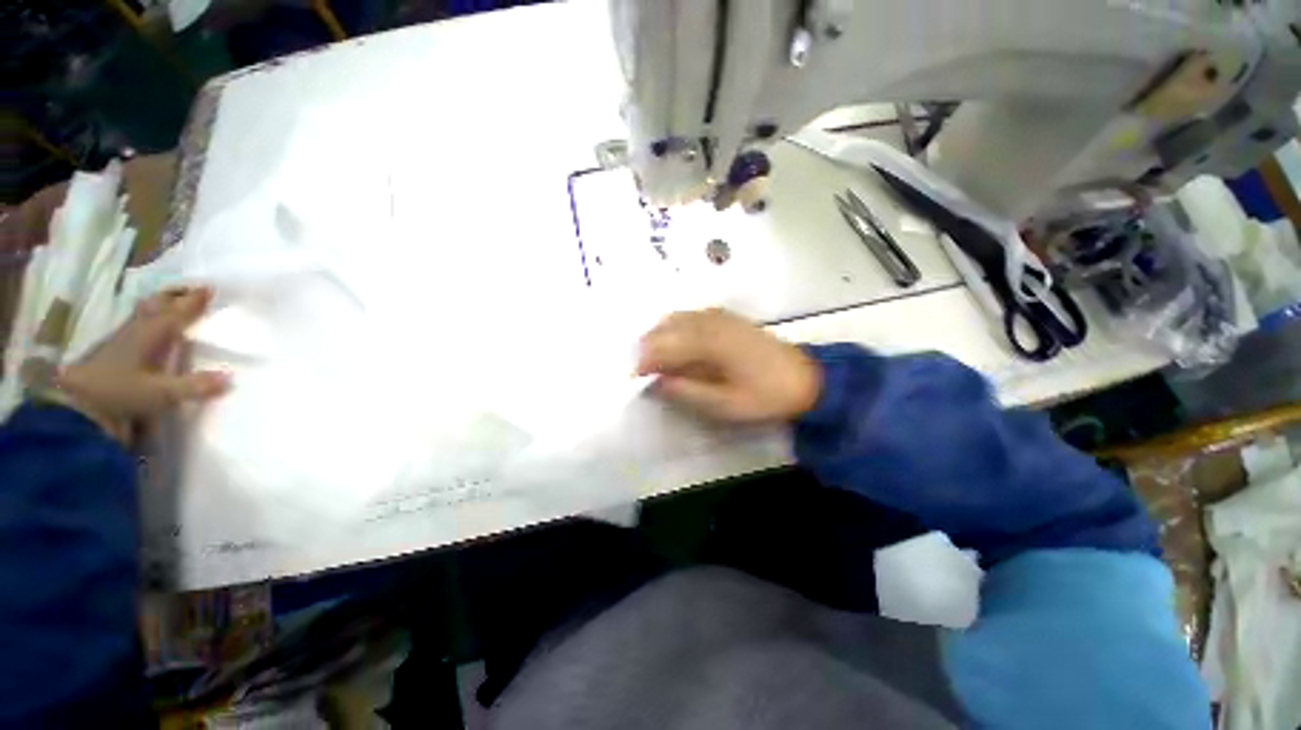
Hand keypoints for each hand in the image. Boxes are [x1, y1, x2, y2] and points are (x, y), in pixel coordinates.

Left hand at [53, 286, 229, 439]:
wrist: (75, 407)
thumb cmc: (118, 394)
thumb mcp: (159, 394)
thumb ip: (193, 386)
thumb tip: (230, 378)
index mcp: (151, 335)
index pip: (176, 313)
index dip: (193, 301)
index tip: (209, 288)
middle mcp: (137, 331)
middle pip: (157, 307)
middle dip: (174, 297)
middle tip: (192, 288)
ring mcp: (122, 340)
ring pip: (144, 314)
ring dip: (159, 305)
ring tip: (171, 300)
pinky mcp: (112, 352)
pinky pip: (134, 326)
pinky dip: (146, 319)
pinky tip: (148, 323)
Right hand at [635, 309, 820, 422]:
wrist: (805, 379)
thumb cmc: (765, 396)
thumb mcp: (725, 405)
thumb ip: (687, 392)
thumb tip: (656, 382)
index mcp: (709, 342)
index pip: (663, 346)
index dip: (643, 362)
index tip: (633, 380)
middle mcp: (710, 321)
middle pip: (665, 328)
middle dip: (647, 348)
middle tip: (642, 372)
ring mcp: (718, 315)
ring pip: (675, 319)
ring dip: (659, 337)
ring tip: (655, 361)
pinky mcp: (726, 316)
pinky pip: (689, 317)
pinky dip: (674, 329)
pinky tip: (676, 347)